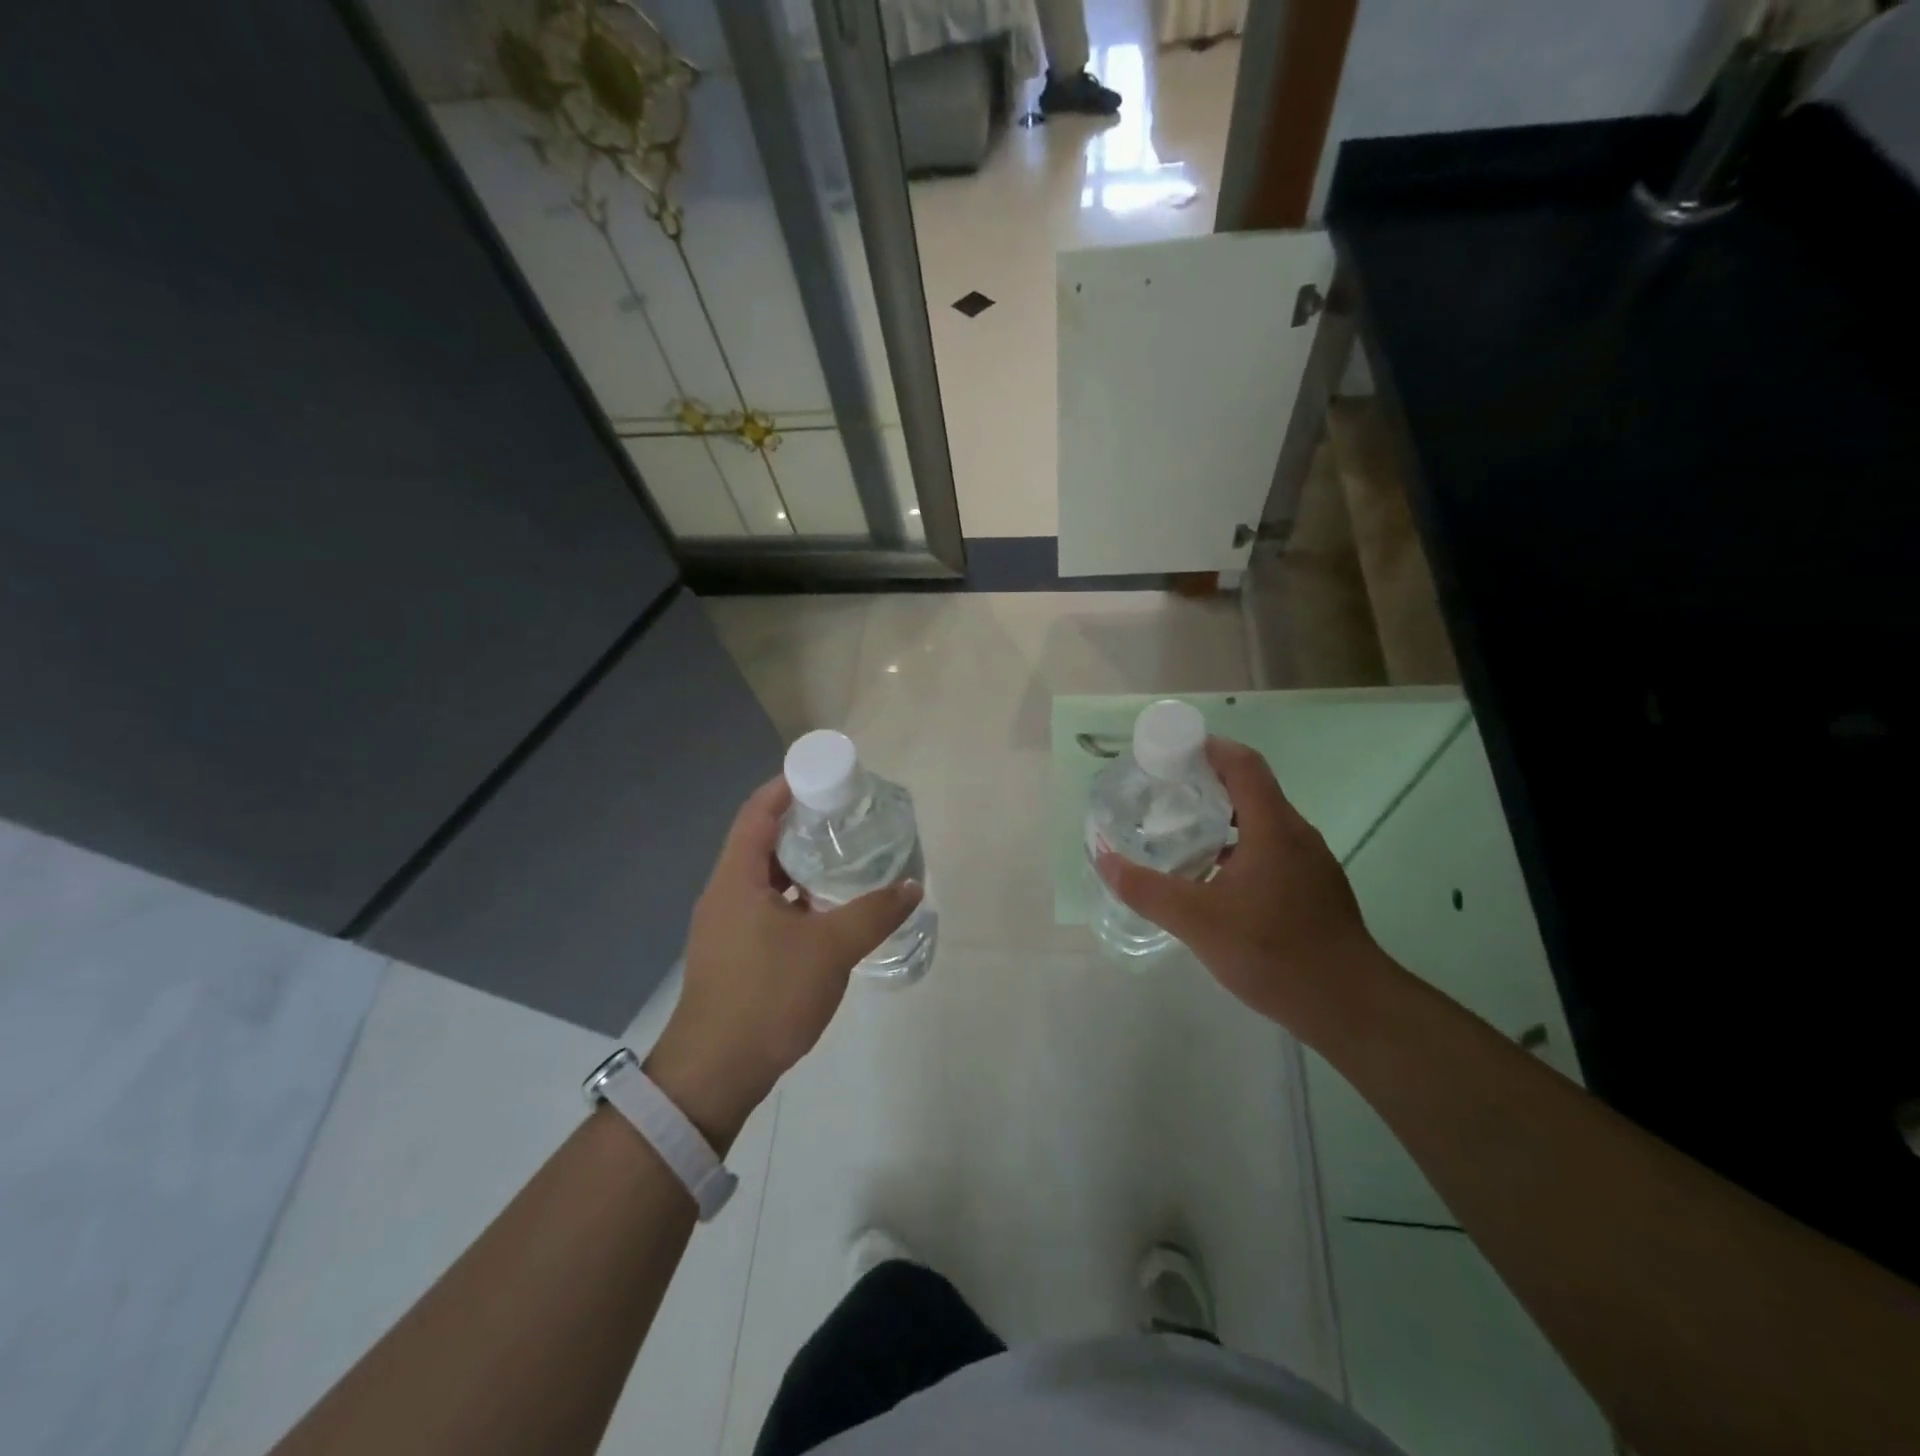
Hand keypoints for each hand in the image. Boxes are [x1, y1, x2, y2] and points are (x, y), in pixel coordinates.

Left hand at [647, 776, 921, 1148]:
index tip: (823, 776)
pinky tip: (827, 909)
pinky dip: (795, 897)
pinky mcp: (734, 953)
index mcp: (736, 878)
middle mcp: (725, 893)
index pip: (757, 813)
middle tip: (844, 815)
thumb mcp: (830, 950)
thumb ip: (874, 914)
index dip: (786, 787)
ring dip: (799, 863)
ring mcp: (726, 926)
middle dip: (800, 823)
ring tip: (842, 856)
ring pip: (764, 878)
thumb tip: (912, 887)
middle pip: (761, 841)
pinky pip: (766, 907)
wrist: (715, 1073)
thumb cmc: (767, 996)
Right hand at [1095, 737, 1376, 1028]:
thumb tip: (1104, 859)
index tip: (1168, 752)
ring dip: (1222, 819)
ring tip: (1180, 834)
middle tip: (1162, 794)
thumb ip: (1146, 889)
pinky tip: (1213, 881)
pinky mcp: (1314, 890)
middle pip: (1250, 789)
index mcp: (1273, 827)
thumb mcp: (1197, 921)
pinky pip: (1270, 850)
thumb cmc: (1273, 952)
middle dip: (1206, 783)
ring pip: (1261, 823)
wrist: (1350, 1007)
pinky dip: (1238, 848)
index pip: (1242, 764)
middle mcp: (1296, 835)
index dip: (1206, 747)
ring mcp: (1310, 863)